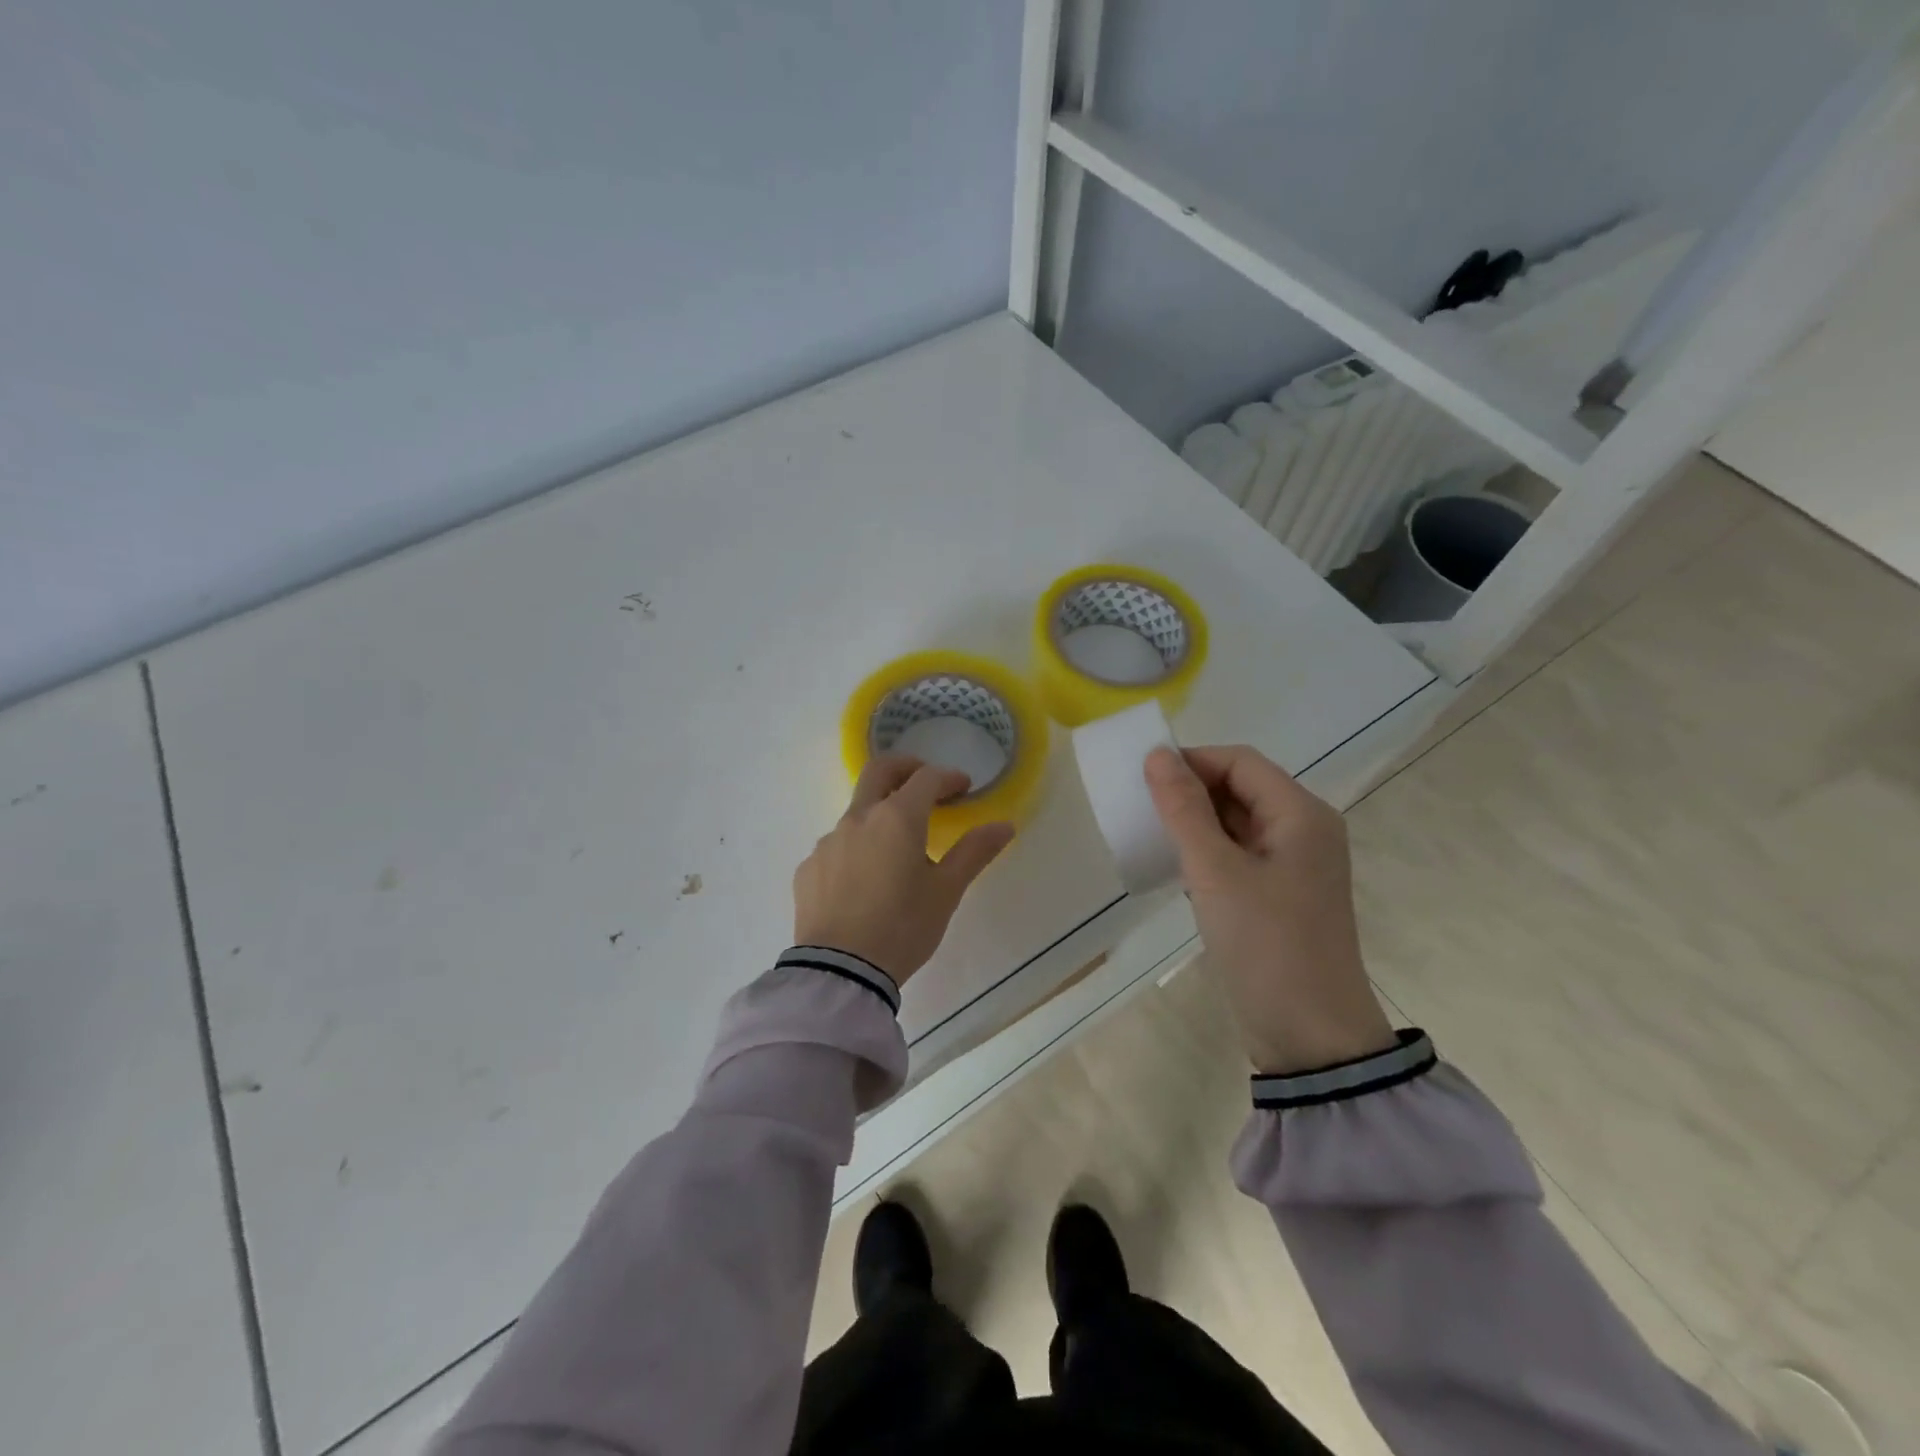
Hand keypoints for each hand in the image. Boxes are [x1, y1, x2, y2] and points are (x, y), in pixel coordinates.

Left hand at [794, 756, 1015, 984]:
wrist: (841, 972)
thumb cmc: (903, 927)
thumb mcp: (946, 891)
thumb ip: (974, 852)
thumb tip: (1004, 825)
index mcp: (896, 818)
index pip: (926, 778)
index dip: (948, 777)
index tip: (963, 787)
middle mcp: (858, 819)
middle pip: (880, 771)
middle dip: (906, 768)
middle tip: (926, 782)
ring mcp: (828, 842)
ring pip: (857, 813)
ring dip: (880, 815)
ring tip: (897, 848)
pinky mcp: (809, 868)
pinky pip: (837, 846)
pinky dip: (856, 848)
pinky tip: (865, 880)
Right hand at [1144, 744, 1394, 1074]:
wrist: (1310, 1037)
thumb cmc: (1266, 945)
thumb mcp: (1216, 873)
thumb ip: (1184, 810)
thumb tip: (1158, 755)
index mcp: (1301, 814)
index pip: (1239, 762)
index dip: (1191, 760)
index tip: (1142, 778)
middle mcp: (1304, 830)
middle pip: (1241, 787)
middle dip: (1191, 790)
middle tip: (1140, 807)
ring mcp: (1294, 864)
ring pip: (1237, 822)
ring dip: (1195, 822)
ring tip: (1151, 834)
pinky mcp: (1281, 894)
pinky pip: (1239, 853)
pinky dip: (1207, 851)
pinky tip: (1175, 867)